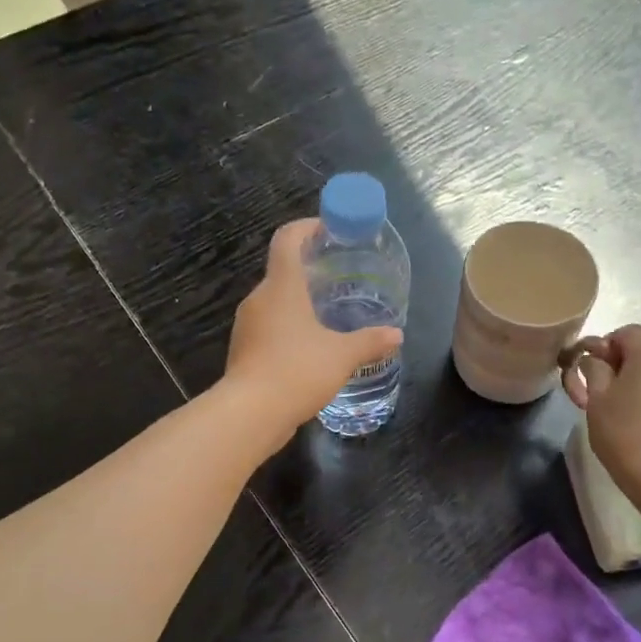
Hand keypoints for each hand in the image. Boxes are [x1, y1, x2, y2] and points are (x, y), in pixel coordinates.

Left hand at [225, 218, 402, 438]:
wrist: (250, 414)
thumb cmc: (297, 370)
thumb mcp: (342, 356)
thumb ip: (370, 342)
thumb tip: (396, 335)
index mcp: (281, 287)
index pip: (287, 239)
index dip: (306, 227)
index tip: (327, 229)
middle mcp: (259, 299)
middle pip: (281, 271)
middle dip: (308, 270)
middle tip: (338, 277)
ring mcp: (247, 326)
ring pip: (274, 303)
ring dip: (298, 302)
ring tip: (327, 314)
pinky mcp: (244, 351)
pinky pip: (269, 328)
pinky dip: (288, 328)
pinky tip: (309, 348)